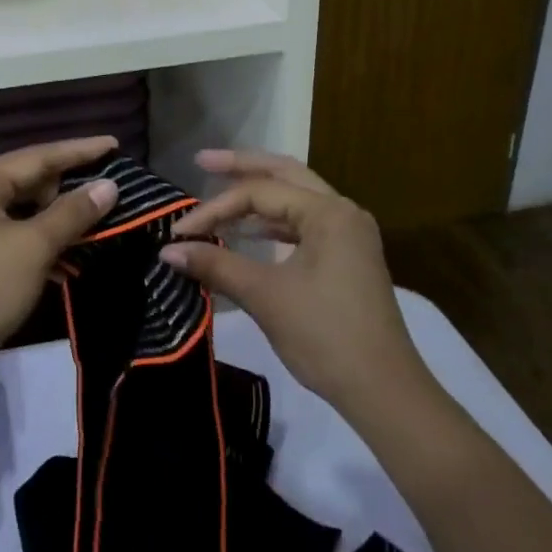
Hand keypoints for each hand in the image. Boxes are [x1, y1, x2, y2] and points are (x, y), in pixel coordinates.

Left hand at [0, 136, 119, 376]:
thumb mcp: (34, 247)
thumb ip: (73, 212)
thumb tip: (109, 186)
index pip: (38, 155)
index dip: (80, 151)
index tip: (115, 144)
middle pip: (29, 181)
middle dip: (70, 189)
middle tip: (109, 192)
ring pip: (24, 212)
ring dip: (58, 221)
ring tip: (98, 226)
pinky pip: (14, 236)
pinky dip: (41, 244)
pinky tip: (69, 263)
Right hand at [160, 150, 427, 416]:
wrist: (384, 392)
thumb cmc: (325, 335)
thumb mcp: (266, 296)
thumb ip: (216, 265)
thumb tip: (167, 250)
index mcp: (328, 212)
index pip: (259, 193)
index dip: (215, 209)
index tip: (179, 232)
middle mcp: (342, 212)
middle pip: (285, 175)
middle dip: (242, 167)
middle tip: (202, 160)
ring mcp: (348, 235)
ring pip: (295, 199)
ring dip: (257, 197)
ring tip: (219, 192)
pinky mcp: (346, 258)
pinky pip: (302, 226)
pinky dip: (272, 224)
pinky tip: (245, 233)